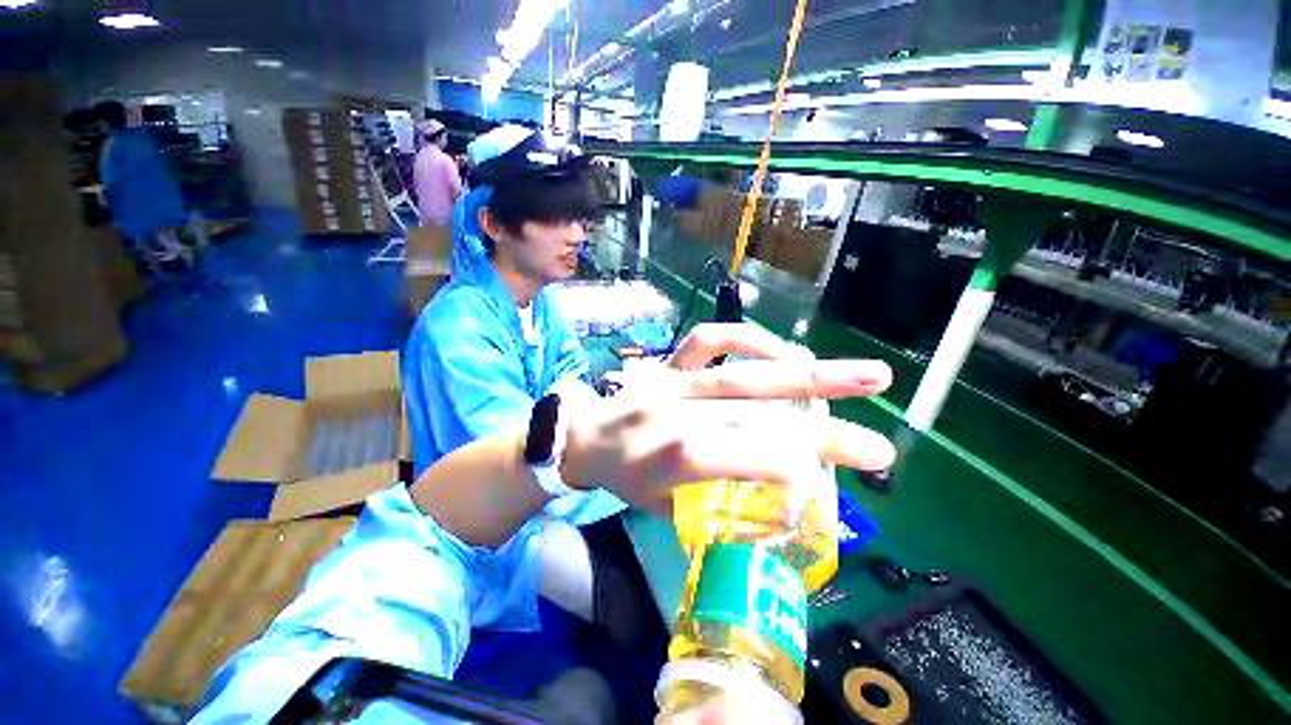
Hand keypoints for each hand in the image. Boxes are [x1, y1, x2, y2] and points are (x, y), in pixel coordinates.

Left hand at [562, 323, 893, 516]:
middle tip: (881, 441)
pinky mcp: (669, 361)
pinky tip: (784, 348)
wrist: (584, 435)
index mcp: (666, 457)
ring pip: (743, 371)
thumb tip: (780, 494)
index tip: (826, 479)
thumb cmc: (625, 479)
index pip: (735, 454)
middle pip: (753, 413)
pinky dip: (750, 337)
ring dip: (803, 373)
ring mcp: (673, 379)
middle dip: (821, 429)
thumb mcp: (663, 508)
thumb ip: (718, 501)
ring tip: (862, 376)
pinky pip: (710, 338)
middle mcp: (674, 411)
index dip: (784, 463)